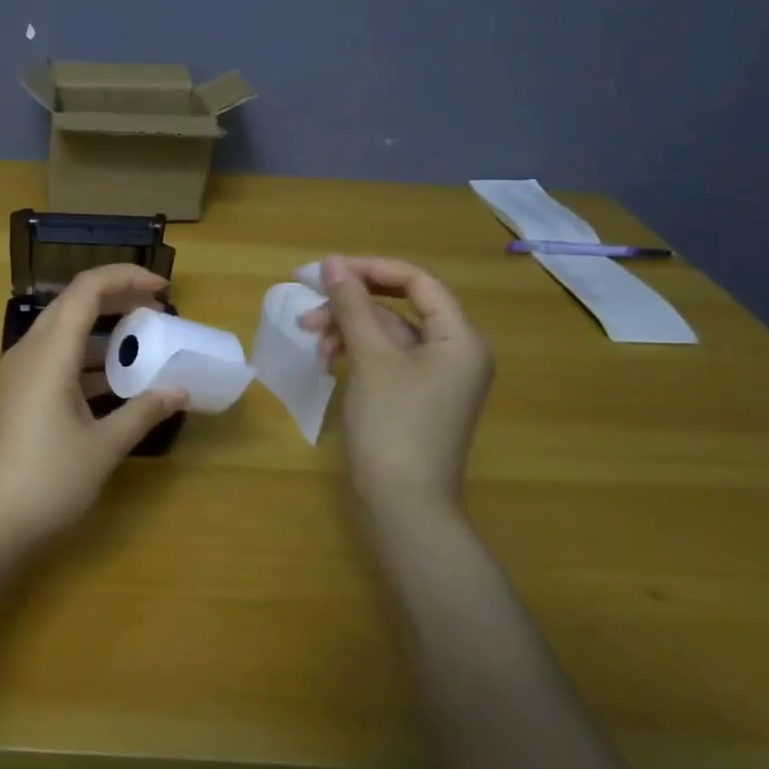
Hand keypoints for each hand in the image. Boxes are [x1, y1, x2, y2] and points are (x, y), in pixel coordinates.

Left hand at [0, 264, 186, 548]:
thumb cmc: (51, 479)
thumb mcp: (105, 445)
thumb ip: (144, 411)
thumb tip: (180, 391)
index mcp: (50, 353)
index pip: (86, 289)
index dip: (126, 279)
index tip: (163, 290)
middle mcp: (31, 351)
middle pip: (75, 303)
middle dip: (118, 299)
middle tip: (157, 312)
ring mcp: (21, 372)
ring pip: (65, 330)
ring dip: (103, 330)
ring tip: (144, 343)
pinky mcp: (21, 392)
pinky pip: (57, 356)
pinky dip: (88, 356)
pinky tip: (117, 379)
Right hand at [300, 255, 493, 518]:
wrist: (403, 506)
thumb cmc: (393, 425)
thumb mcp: (371, 359)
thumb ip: (352, 306)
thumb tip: (332, 262)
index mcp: (459, 339)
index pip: (417, 282)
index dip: (370, 270)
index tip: (325, 272)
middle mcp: (454, 354)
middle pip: (399, 308)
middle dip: (351, 305)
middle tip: (308, 313)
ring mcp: (434, 380)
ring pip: (387, 335)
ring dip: (348, 331)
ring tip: (312, 341)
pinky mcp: (413, 400)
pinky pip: (384, 361)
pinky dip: (355, 355)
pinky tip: (327, 361)